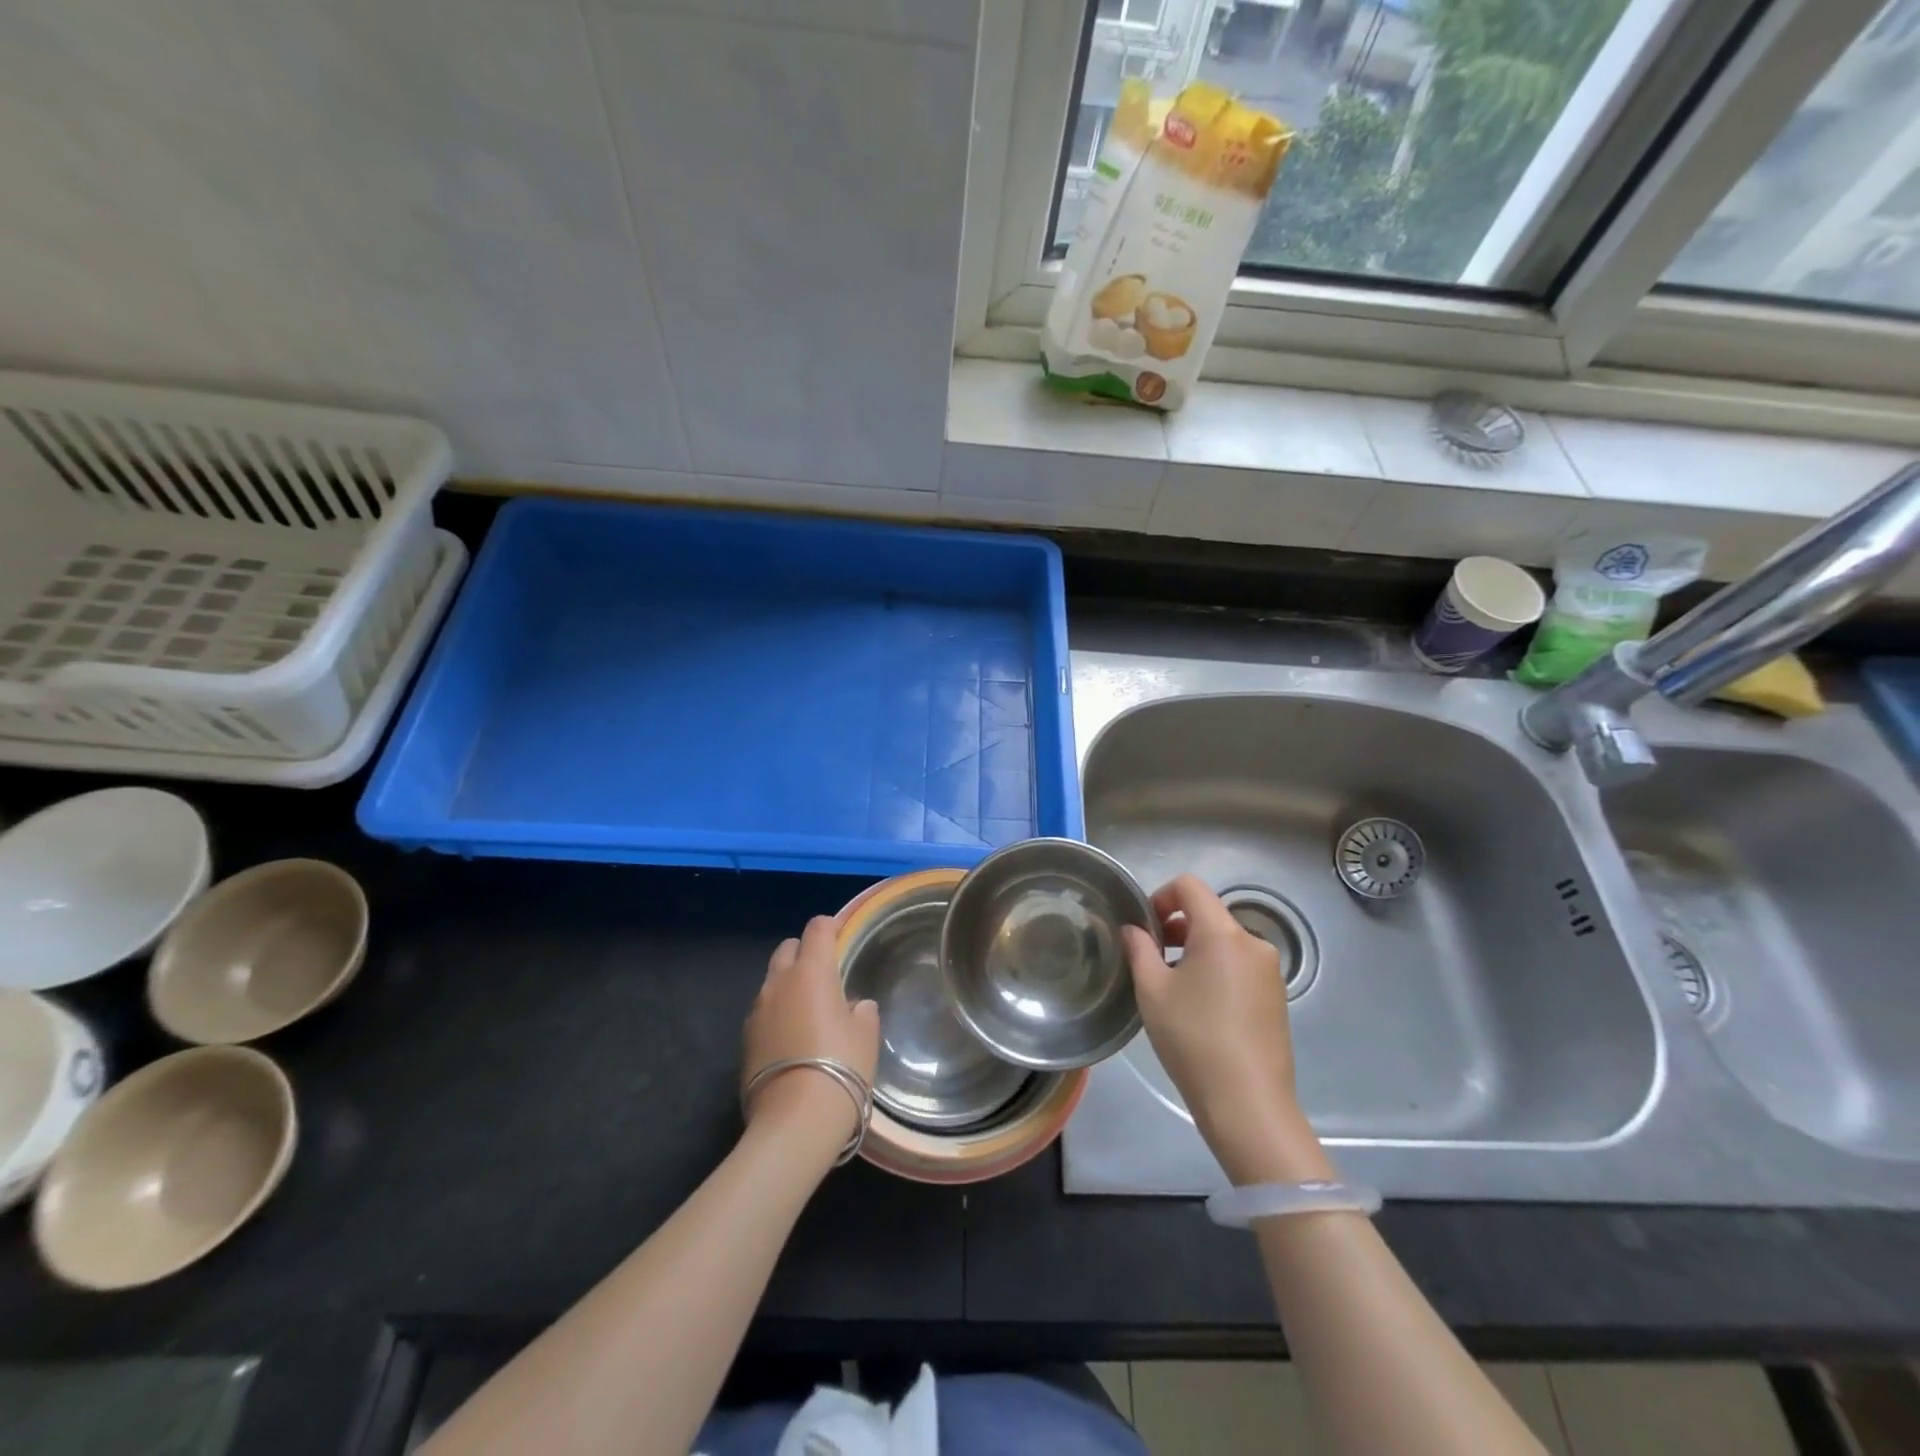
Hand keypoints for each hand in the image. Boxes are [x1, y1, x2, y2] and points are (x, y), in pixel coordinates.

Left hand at [742, 916, 879, 1150]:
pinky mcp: (745, 1040)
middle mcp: (779, 983)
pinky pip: (763, 1012)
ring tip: (808, 1009)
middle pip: (787, 948)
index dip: (830, 927)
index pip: (817, 929)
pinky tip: (792, 1038)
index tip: (842, 935)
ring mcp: (757, 1011)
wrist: (795, 1122)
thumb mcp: (866, 1036)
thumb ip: (862, 1011)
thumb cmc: (841, 1067)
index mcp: (811, 972)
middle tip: (824, 973)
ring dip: (788, 984)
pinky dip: (777, 1013)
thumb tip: (855, 1005)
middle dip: (804, 952)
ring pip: (772, 981)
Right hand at [1122, 876, 1329, 1184]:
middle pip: (1209, 914)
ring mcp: (1269, 970)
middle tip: (1151, 958)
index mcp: (1222, 933)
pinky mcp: (1277, 996)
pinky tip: (1201, 1007)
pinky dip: (1216, 969)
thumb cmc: (1193, 1039)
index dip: (1161, 896)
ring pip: (1224, 941)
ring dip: (1195, 949)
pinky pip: (1240, 965)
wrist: (1248, 1103)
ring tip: (1173, 987)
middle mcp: (1252, 942)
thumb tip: (1133, 929)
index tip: (1145, 928)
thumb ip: (1139, 949)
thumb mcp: (1152, 991)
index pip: (1190, 887)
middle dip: (1176, 926)